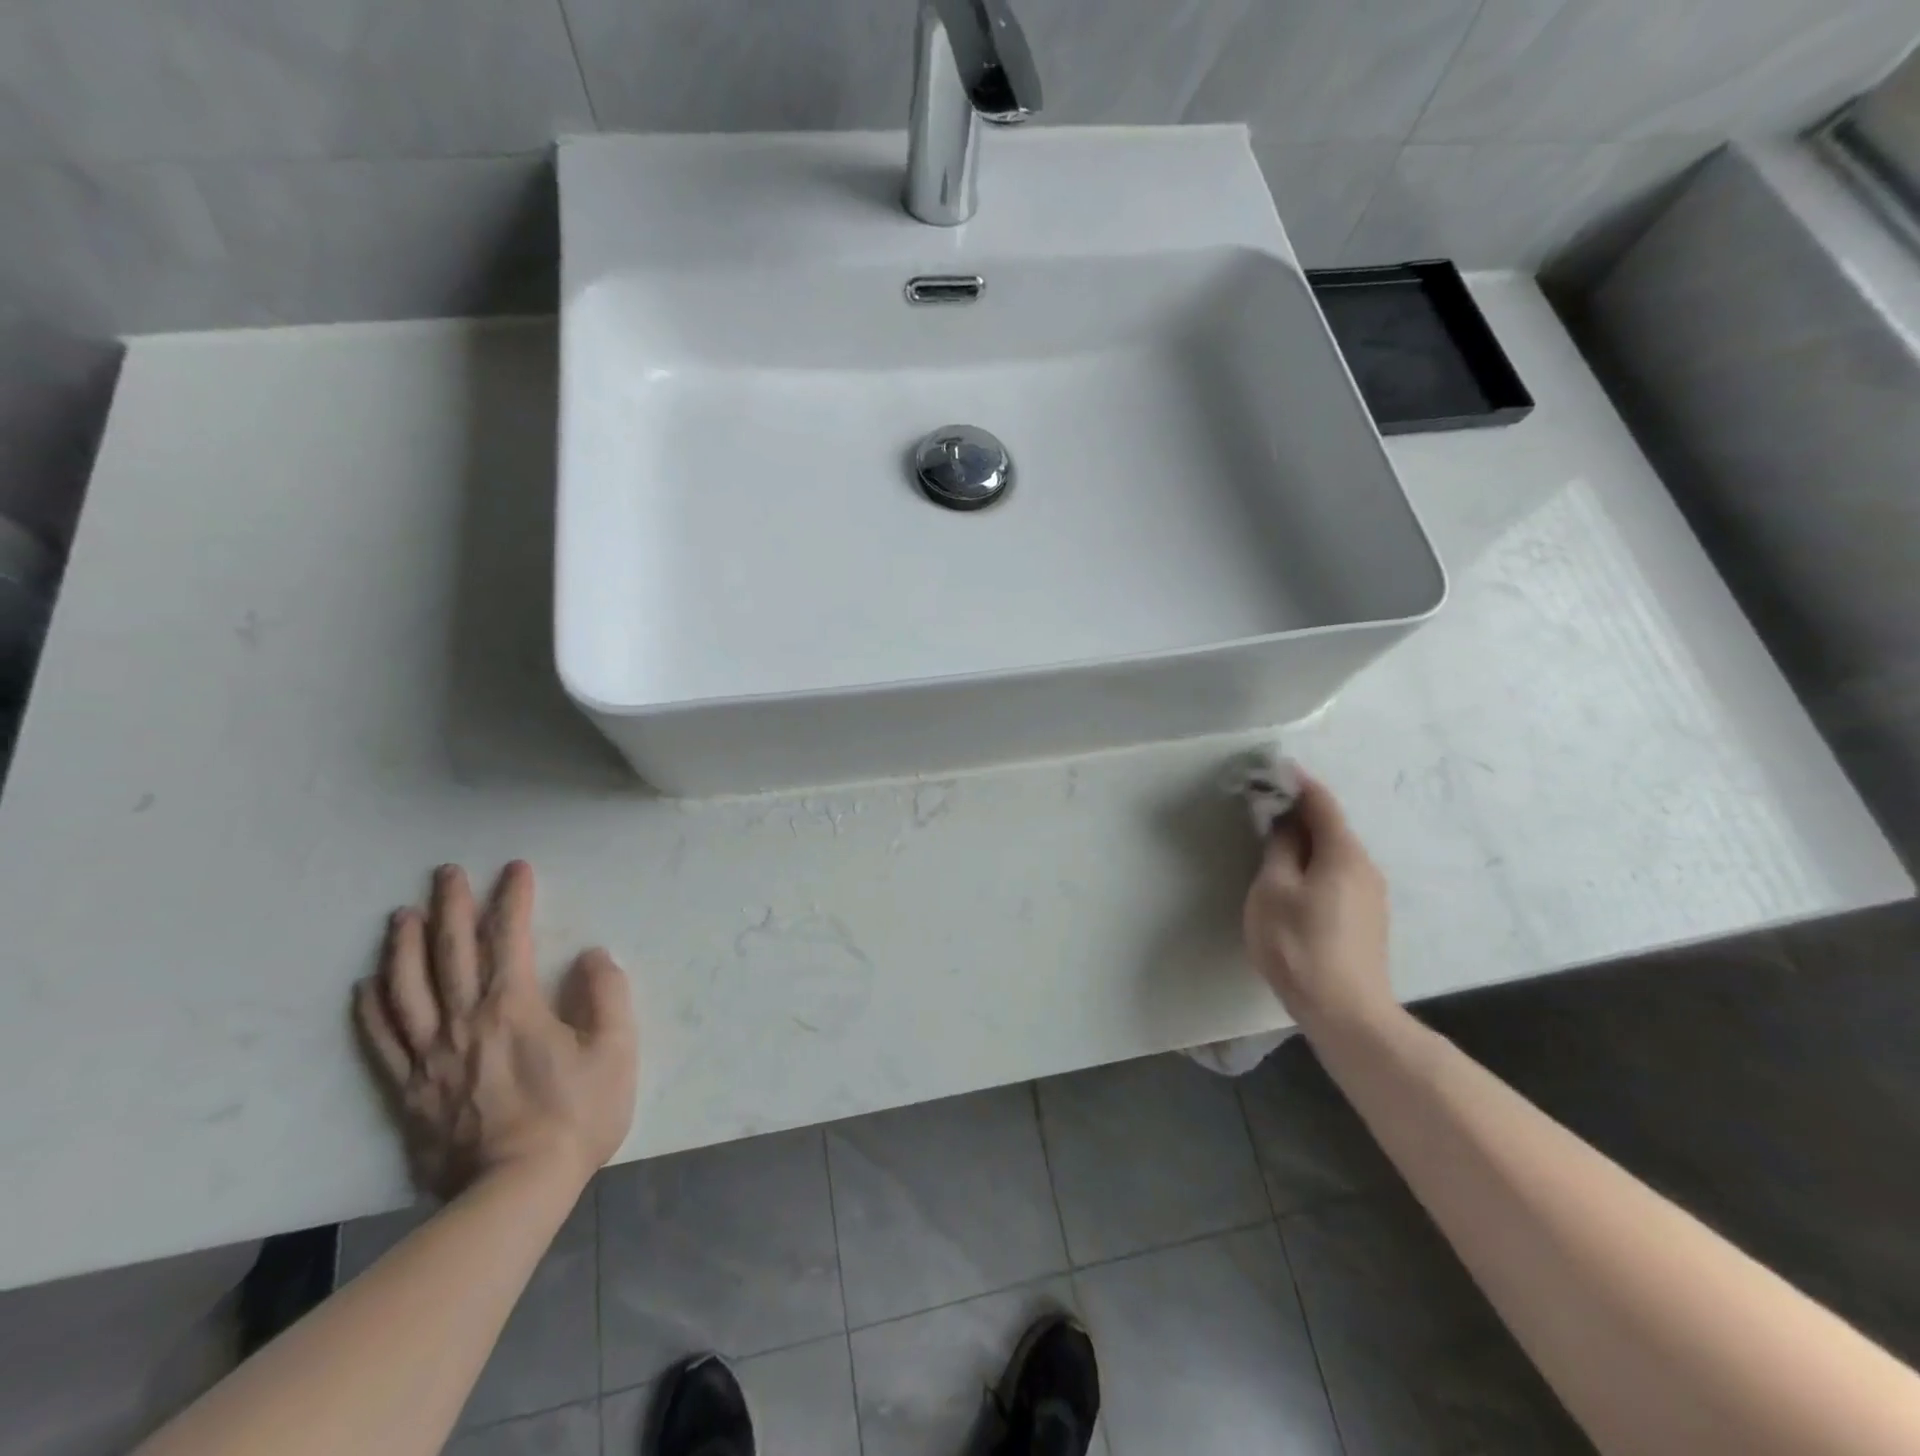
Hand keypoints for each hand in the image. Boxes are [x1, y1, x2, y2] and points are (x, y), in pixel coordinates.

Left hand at [354, 861, 638, 1199]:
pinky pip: (383, 1041)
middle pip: (450, 952)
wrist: (514, 1193)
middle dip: (450, 906)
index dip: (512, 898)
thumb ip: (607, 994)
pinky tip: (367, 986)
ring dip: (403, 946)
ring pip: (406, 989)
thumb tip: (591, 956)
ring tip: (401, 915)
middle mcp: (464, 1021)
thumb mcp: (615, 1051)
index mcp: (514, 1007)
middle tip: (446, 873)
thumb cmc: (574, 1117)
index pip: (510, 937)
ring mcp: (430, 1056)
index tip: (515, 868)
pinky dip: (372, 1008)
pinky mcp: (408, 1090)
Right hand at [1242, 774, 1395, 1031]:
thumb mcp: (1273, 891)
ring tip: (1273, 838)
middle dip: (1299, 811)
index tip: (1274, 768)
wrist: (1347, 1012)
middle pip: (1330, 826)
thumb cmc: (1299, 944)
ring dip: (1306, 839)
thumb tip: (1283, 822)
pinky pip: (1338, 874)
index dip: (1297, 782)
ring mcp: (1370, 895)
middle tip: (1265, 803)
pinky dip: (1315, 862)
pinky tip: (1294, 876)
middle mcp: (1364, 867)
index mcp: (1342, 853)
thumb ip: (1278, 850)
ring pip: (1334, 852)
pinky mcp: (1367, 919)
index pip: (1321, 803)